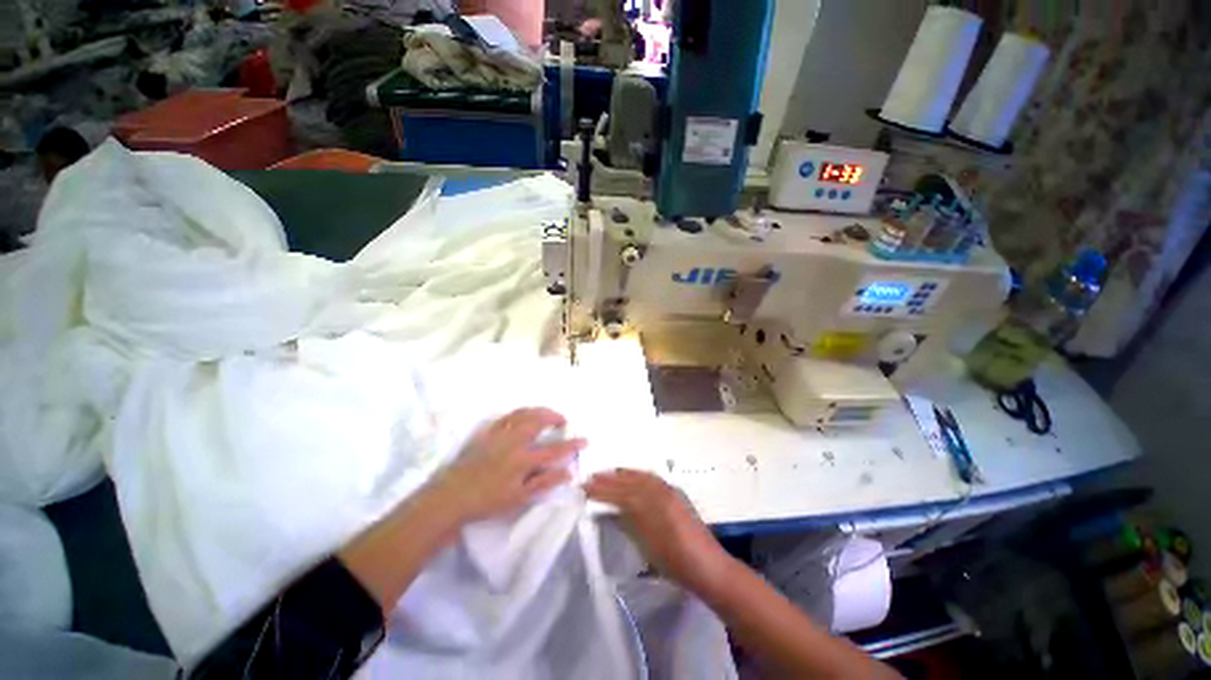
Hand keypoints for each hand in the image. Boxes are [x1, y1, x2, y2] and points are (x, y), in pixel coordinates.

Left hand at [429, 408, 585, 525]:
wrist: (452, 497)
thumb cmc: (488, 501)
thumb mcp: (519, 498)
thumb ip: (545, 483)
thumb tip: (568, 472)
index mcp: (523, 460)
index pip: (554, 450)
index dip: (572, 445)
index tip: (585, 440)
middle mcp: (513, 441)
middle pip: (538, 420)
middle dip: (554, 416)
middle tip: (563, 420)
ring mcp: (499, 434)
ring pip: (523, 413)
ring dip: (539, 410)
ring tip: (547, 414)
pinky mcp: (487, 432)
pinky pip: (507, 415)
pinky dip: (520, 412)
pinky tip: (523, 416)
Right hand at [584, 469, 732, 596]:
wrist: (707, 565)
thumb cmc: (673, 562)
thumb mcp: (643, 546)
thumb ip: (625, 523)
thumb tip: (607, 511)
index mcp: (649, 506)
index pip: (618, 493)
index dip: (601, 490)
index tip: (584, 486)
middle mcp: (658, 491)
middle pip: (628, 481)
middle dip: (609, 478)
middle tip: (591, 477)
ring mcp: (669, 490)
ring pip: (640, 476)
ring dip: (623, 474)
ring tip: (608, 473)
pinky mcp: (676, 492)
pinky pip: (652, 478)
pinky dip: (638, 475)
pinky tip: (633, 477)